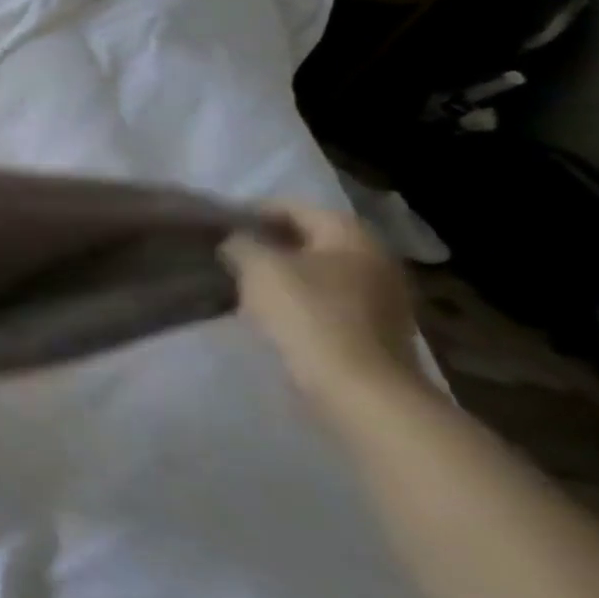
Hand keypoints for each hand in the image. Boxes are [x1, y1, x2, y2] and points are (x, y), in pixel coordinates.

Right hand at [221, 202, 422, 413]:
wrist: (359, 389)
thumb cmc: (308, 315)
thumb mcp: (258, 267)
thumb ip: (240, 242)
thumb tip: (236, 240)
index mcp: (352, 235)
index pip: (294, 207)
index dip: (252, 212)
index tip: (217, 225)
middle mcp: (375, 258)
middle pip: (310, 238)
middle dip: (269, 242)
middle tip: (228, 252)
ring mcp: (381, 296)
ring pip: (318, 270)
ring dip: (283, 272)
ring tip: (243, 281)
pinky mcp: (374, 328)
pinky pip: (327, 299)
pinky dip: (298, 298)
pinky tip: (270, 310)